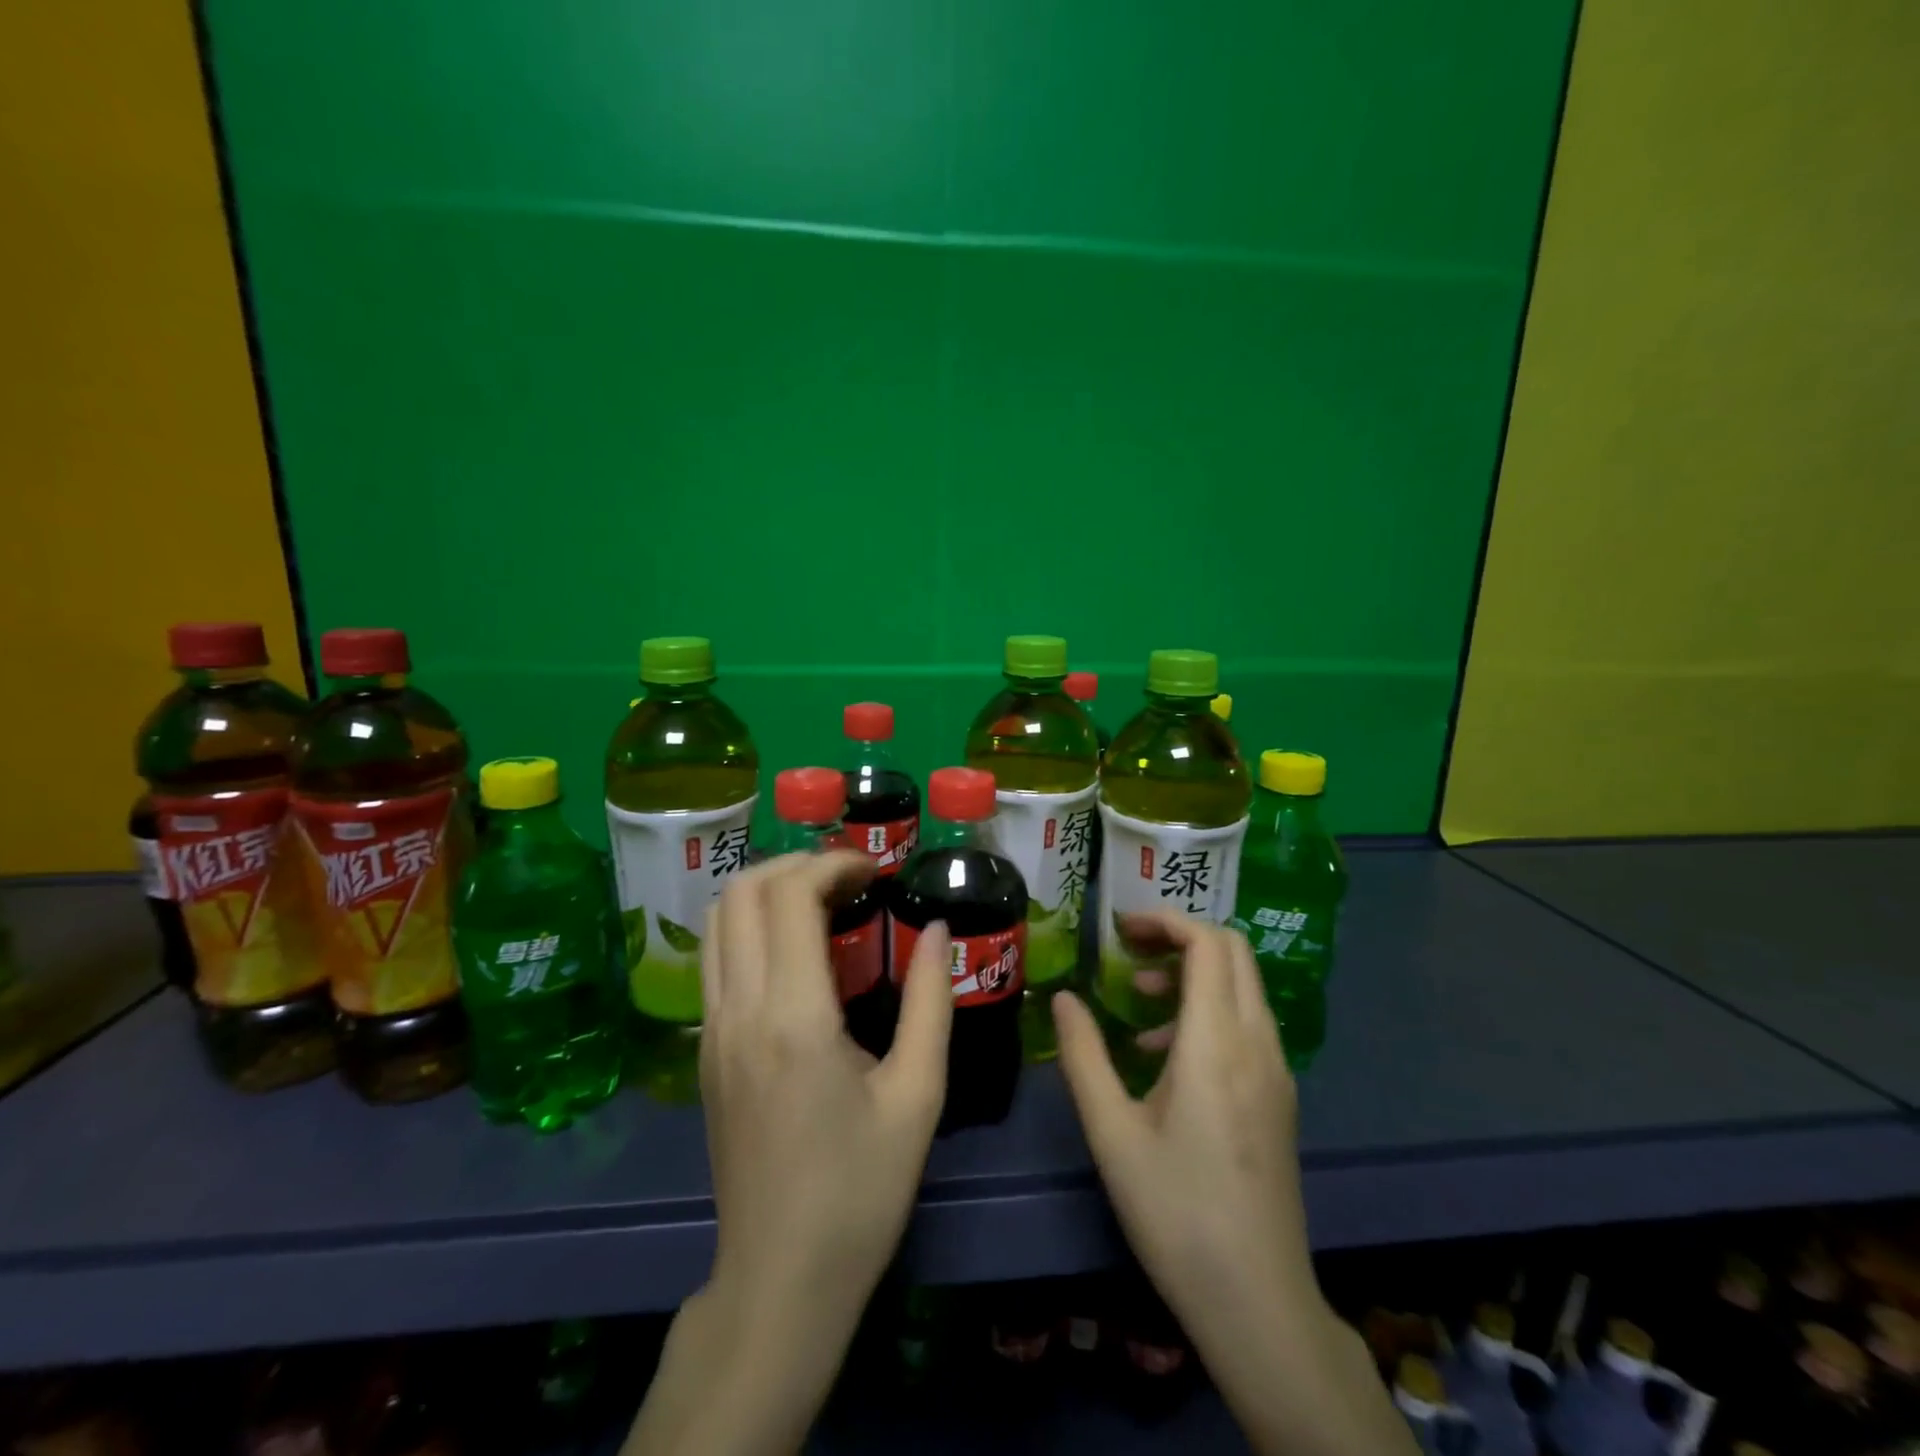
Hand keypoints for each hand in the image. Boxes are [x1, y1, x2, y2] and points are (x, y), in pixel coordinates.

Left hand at [700, 849, 952, 1325]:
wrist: (780, 1281)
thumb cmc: (861, 1191)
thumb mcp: (918, 1095)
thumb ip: (930, 1001)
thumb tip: (937, 928)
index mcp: (794, 1018)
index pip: (790, 897)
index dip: (832, 864)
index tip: (875, 869)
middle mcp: (739, 1011)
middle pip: (741, 892)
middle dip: (796, 865)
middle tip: (848, 879)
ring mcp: (712, 1031)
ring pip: (717, 920)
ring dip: (766, 890)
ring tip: (821, 901)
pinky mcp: (704, 1051)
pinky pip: (716, 958)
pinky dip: (749, 925)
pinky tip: (794, 950)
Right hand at [1054, 910, 1313, 1316]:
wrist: (1258, 1301)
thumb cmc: (1176, 1212)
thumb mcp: (1112, 1132)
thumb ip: (1083, 1054)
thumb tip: (1063, 997)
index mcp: (1218, 1043)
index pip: (1208, 944)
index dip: (1165, 921)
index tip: (1120, 929)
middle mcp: (1258, 1044)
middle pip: (1233, 953)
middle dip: (1180, 937)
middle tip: (1128, 951)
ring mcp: (1276, 1071)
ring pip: (1242, 987)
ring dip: (1193, 974)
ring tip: (1139, 1001)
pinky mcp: (1279, 1097)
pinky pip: (1247, 1024)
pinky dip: (1208, 1011)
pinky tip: (1165, 1055)